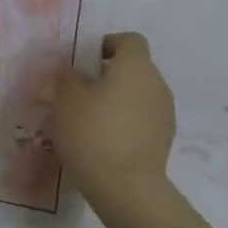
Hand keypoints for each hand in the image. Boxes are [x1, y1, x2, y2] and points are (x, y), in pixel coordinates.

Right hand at [52, 32, 177, 204]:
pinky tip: (104, 141)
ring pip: (138, 94)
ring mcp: (165, 113)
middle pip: (133, 68)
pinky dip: (125, 122)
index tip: (84, 62)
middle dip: (108, 75)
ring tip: (89, 120)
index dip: (107, 44)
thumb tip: (65, 75)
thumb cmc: (92, 131)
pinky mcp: (164, 139)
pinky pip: (142, 118)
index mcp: (135, 66)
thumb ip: (63, 79)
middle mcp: (156, 83)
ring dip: (117, 100)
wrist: (126, 187)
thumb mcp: (64, 99)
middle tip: (79, 93)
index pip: (129, 40)